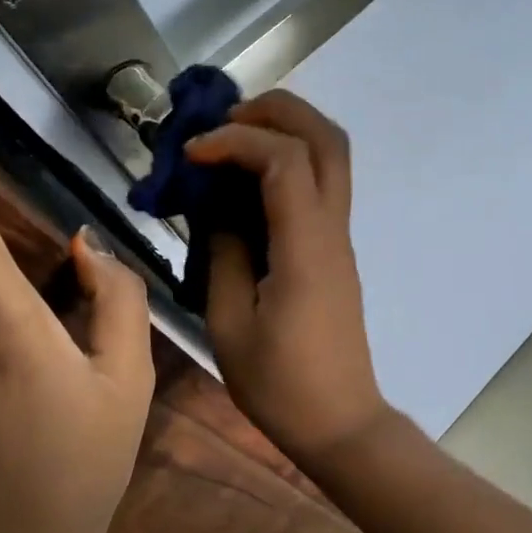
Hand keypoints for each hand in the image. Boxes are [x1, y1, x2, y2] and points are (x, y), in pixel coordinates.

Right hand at [186, 91, 388, 466]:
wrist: (340, 422)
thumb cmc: (281, 384)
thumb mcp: (230, 323)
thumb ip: (222, 253)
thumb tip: (214, 206)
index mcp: (306, 247)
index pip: (284, 159)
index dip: (236, 140)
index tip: (191, 154)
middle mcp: (332, 230)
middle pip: (327, 138)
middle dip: (277, 111)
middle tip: (223, 120)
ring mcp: (340, 238)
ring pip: (331, 156)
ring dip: (286, 131)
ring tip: (231, 140)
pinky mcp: (335, 251)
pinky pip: (320, 185)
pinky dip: (288, 162)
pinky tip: (245, 181)